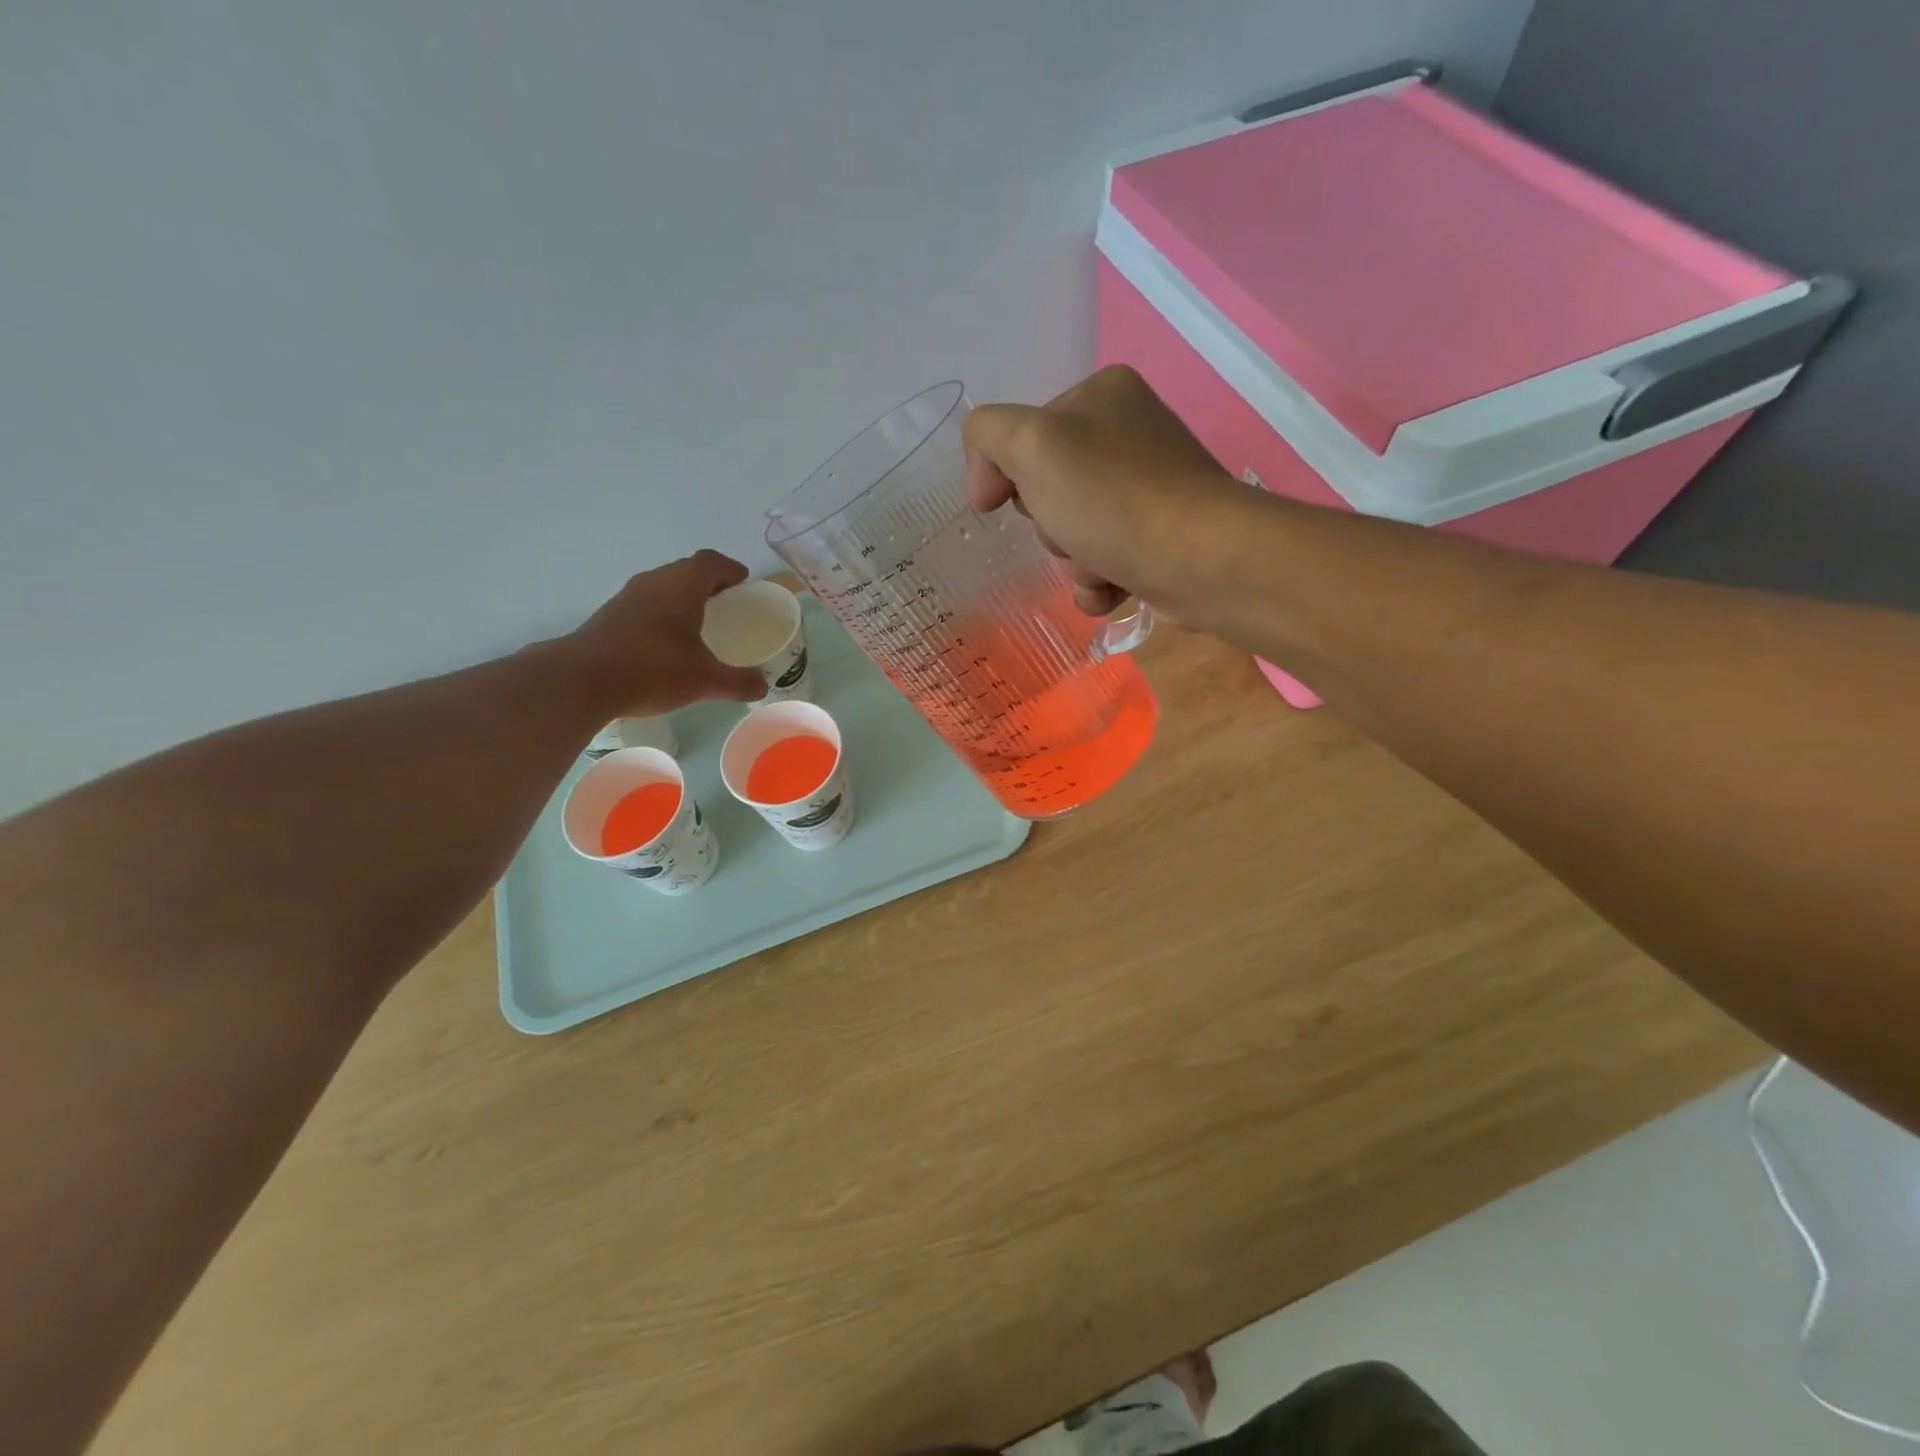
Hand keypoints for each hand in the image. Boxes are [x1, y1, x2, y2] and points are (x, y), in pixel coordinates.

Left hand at [563, 551, 767, 715]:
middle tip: (726, 603)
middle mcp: (654, 582)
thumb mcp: (704, 680)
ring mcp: (627, 597)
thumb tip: (763, 686)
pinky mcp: (609, 616)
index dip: (730, 569)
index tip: (743, 582)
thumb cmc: (652, 670)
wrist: (582, 681)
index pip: (711, 562)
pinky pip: (645, 604)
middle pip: (686, 570)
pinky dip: (662, 612)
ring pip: (663, 586)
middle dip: (709, 583)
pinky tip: (666, 641)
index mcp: (681, 586)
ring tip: (698, 622)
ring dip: (683, 596)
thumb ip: (738, 682)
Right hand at [961, 366, 1243, 622]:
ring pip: (1074, 530)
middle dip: (1050, 523)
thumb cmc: (1110, 497)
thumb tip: (988, 483)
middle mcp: (1130, 432)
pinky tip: (1112, 587)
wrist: (1198, 559)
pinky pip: (1105, 560)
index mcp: (1103, 393)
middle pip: (1049, 487)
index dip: (1009, 475)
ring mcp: (1150, 486)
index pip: (1023, 435)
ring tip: (1099, 564)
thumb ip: (988, 436)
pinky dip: (1098, 581)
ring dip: (1074, 560)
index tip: (1005, 504)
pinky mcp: (1163, 535)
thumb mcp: (1030, 445)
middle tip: (1069, 530)